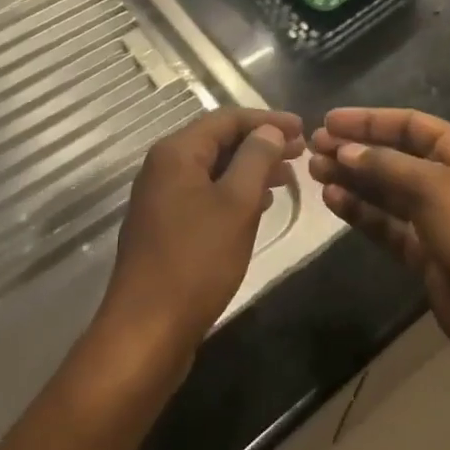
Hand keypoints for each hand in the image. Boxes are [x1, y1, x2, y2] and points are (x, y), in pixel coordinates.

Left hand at [96, 107, 304, 375]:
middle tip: (300, 152)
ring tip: (286, 177)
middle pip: (217, 141)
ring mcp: (160, 198)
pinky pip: (204, 194)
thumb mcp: (236, 205)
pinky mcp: (164, 226)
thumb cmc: (196, 261)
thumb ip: (255, 160)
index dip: (267, 120)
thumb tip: (268, 131)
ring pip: (212, 169)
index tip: (303, 128)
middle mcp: (163, 167)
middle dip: (260, 143)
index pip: (226, 119)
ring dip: (249, 169)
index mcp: (176, 152)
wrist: (146, 330)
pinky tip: (258, 206)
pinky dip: (233, 192)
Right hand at [309, 108, 449, 411]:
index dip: (369, 121)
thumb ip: (387, 166)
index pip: (410, 124)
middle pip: (395, 156)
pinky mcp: (426, 254)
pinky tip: (333, 201)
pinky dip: (362, 213)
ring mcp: (438, 219)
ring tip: (315, 172)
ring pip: (387, 191)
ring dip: (354, 179)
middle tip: (314, 148)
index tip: (329, 121)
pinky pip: (388, 225)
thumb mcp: (435, 189)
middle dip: (356, 150)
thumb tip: (345, 149)